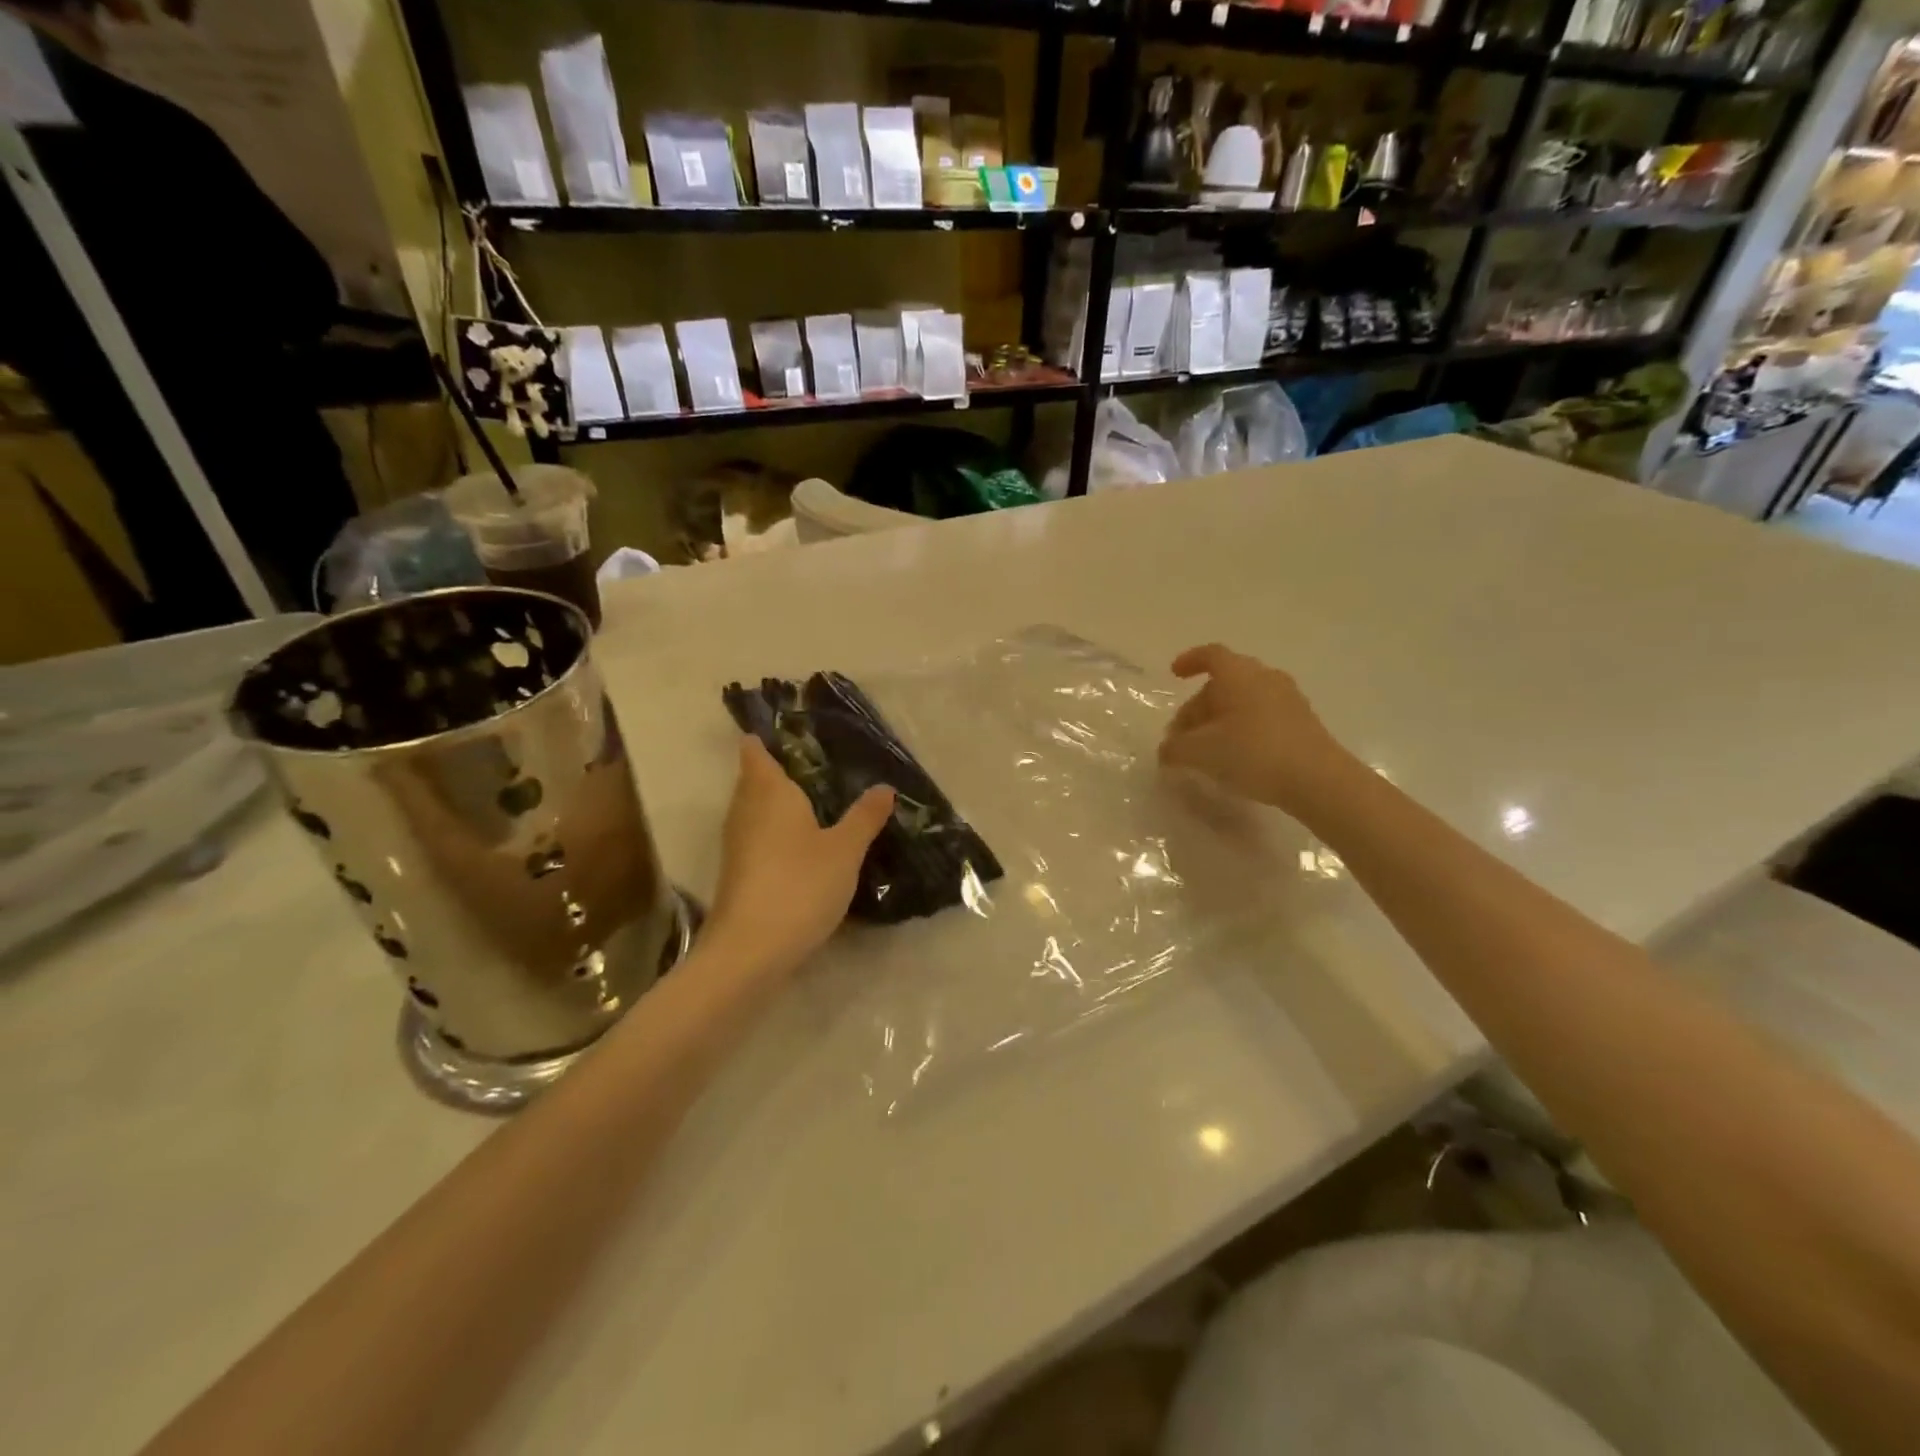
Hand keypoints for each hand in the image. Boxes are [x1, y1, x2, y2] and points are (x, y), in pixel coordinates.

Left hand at [705, 736, 895, 978]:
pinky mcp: (738, 872)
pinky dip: (775, 831)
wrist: (751, 949)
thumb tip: (884, 787)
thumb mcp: (844, 849)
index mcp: (769, 792)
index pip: (756, 752)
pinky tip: (801, 843)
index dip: (763, 738)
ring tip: (813, 800)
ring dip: (776, 803)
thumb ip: (864, 817)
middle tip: (813, 764)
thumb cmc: (800, 884)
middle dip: (775, 770)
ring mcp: (738, 844)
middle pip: (753, 780)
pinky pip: (757, 836)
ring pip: (754, 810)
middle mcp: (746, 810)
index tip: (784, 730)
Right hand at [1158, 644, 1353, 812]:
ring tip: (1206, 749)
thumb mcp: (1200, 752)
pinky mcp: (1302, 722)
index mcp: (1238, 674)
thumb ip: (1175, 748)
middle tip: (1182, 735)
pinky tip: (1235, 756)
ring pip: (1244, 700)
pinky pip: (1262, 716)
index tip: (1175, 674)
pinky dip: (1242, 728)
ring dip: (1220, 719)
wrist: (1317, 779)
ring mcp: (1288, 699)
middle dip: (1198, 706)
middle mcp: (1265, 678)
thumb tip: (1167, 750)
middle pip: (1224, 683)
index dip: (1190, 661)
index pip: (1211, 655)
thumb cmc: (1252, 753)